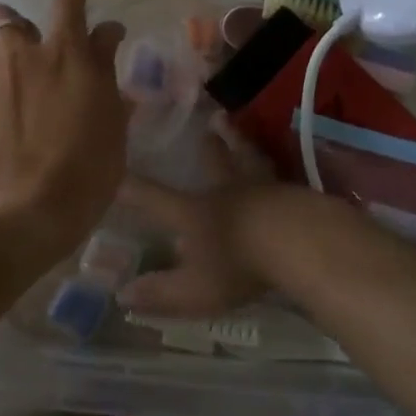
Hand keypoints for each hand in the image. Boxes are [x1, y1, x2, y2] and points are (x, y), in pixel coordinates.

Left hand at [0, 0, 128, 248]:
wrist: (30, 208)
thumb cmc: (88, 167)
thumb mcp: (113, 122)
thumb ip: (106, 76)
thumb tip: (105, 44)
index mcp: (68, 54)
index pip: (69, 3)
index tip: (93, 16)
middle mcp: (27, 58)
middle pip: (6, 15)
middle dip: (23, 17)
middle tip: (42, 37)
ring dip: (7, 48)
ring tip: (25, 70)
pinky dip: (4, 81)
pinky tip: (17, 105)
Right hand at [115, 121, 346, 316]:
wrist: (301, 242)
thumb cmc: (240, 265)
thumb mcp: (194, 290)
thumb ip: (159, 293)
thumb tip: (122, 295)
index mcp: (195, 213)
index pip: (153, 197)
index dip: (130, 186)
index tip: (114, 166)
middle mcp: (226, 192)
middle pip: (213, 163)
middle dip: (207, 145)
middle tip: (207, 121)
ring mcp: (264, 189)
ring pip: (248, 159)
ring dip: (239, 142)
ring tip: (233, 124)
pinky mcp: (297, 195)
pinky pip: (279, 176)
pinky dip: (273, 169)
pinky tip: (279, 169)